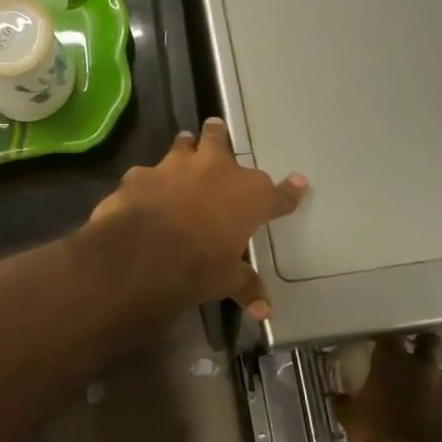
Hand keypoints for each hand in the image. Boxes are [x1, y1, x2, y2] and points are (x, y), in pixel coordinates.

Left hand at [89, 119, 306, 317]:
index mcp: (249, 196)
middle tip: (216, 129)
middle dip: (219, 137)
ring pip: (184, 144)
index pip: (278, 195)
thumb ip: (246, 286)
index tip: (299, 183)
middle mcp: (217, 171)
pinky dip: (149, 180)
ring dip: (186, 145)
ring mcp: (176, 166)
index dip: (289, 192)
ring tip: (185, 142)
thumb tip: (265, 312)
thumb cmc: (199, 265)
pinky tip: (144, 188)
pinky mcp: (142, 174)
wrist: (144, 252)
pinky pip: (147, 173)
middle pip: (222, 142)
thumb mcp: (227, 280)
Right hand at [334, 334, 441, 441]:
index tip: (379, 348)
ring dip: (434, 383)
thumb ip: (345, 403)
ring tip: (424, 399)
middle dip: (423, 345)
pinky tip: (435, 421)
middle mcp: (420, 367)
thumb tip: (337, 397)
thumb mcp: (350, 419)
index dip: (384, 342)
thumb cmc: (375, 435)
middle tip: (412, 358)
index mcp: (390, 362)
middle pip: (428, 342)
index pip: (388, 338)